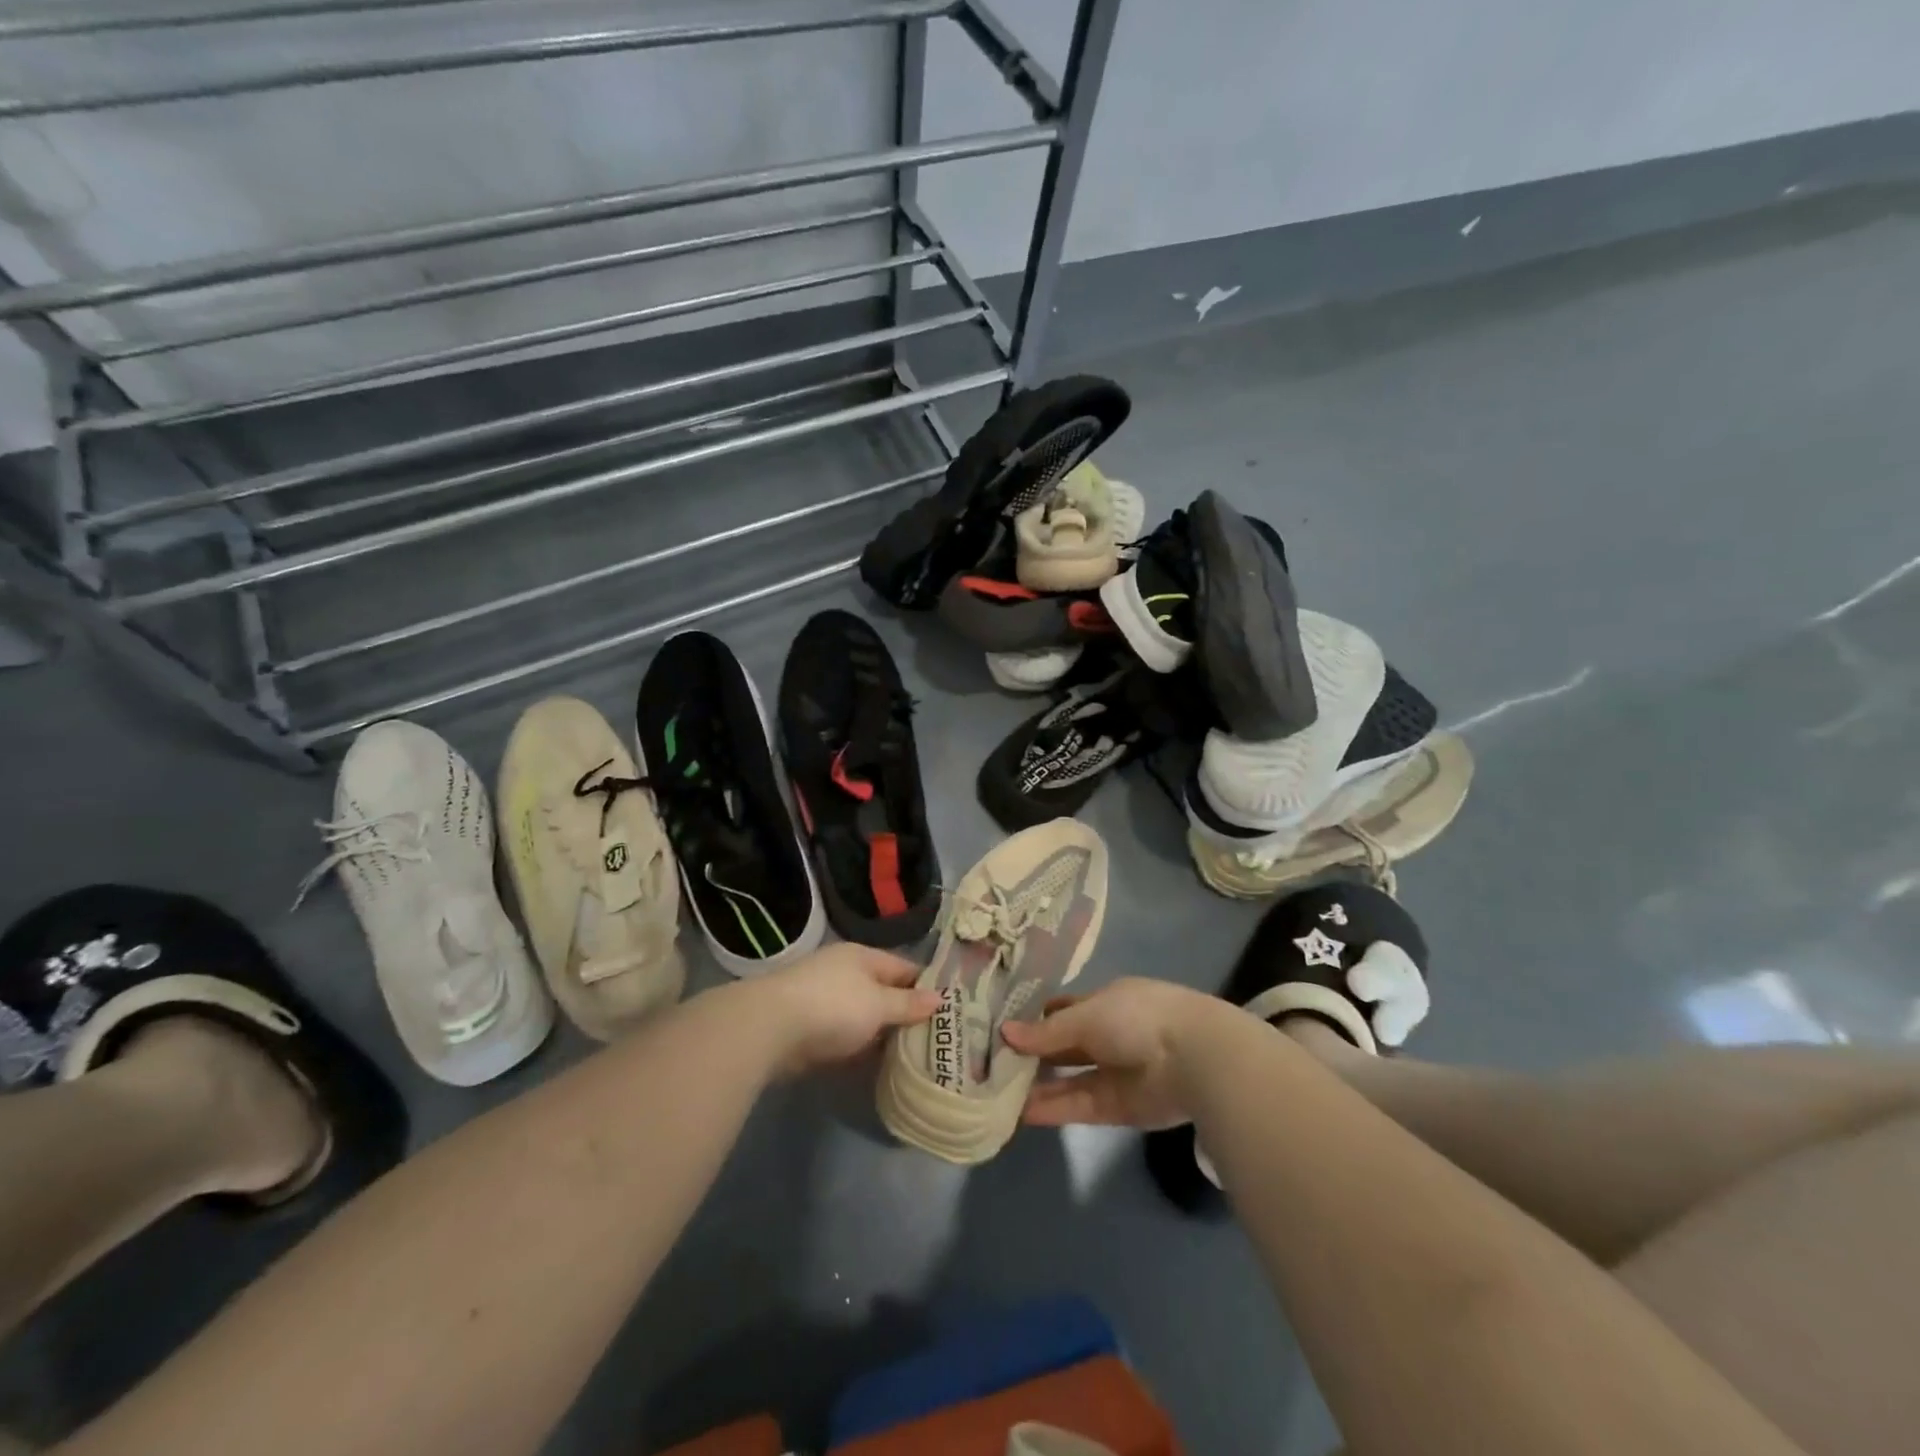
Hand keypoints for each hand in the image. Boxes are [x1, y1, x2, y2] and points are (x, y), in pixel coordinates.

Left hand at [755, 943, 938, 1074]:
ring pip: (864, 1016)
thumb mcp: (878, 1004)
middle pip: (884, 992)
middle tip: (937, 1038)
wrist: (769, 1029)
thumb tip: (940, 997)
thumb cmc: (833, 1007)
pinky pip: (846, 1035)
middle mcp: (844, 973)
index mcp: (863, 957)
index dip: (927, 986)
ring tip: (913, 1055)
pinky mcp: (809, 1028)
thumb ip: (908, 1003)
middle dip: (906, 1013)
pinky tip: (877, 1065)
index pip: (904, 968)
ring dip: (882, 1033)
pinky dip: (860, 1047)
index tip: (950, 1009)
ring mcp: (824, 999)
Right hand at [1001, 977, 1229, 1128]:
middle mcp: (1107, 1036)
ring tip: (997, 1093)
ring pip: (1067, 1079)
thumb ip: (1046, 1032)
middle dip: (1032, 1055)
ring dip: (1037, 1085)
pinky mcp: (1116, 1108)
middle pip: (1063, 1047)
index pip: (1063, 1010)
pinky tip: (1020, 1113)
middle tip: (991, 1064)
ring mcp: (1112, 1073)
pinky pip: (1077, 1106)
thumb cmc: (1136, 1018)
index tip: (1002, 1027)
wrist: (1192, 1058)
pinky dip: (1052, 1109)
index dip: (1035, 1018)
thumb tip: (1005, 1033)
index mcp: (1104, 1002)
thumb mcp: (1085, 1016)